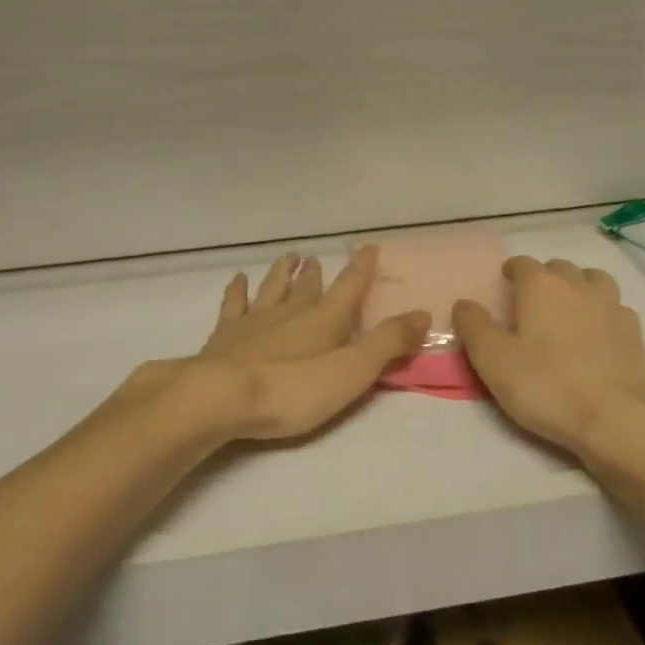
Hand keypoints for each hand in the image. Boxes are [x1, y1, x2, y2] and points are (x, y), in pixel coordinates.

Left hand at [173, 245, 429, 443]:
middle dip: (317, 273)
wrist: (220, 397)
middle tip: (318, 258)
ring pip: (273, 288)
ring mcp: (255, 320)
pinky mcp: (225, 335)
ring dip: (282, 273)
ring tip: (289, 257)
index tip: (368, 247)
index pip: (350, 287)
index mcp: (325, 320)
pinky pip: (234, 304)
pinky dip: (238, 290)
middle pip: (308, 287)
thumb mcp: (352, 372)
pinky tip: (238, 279)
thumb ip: (387, 344)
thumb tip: (424, 314)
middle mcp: (291, 311)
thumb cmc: (292, 389)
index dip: (362, 268)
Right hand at [453, 256, 644, 462]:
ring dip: (578, 285)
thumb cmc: (545, 385)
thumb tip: (464, 304)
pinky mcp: (633, 330)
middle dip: (544, 277)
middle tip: (532, 301)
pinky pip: (614, 307)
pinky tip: (597, 332)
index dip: (511, 270)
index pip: (522, 264)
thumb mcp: (492, 360)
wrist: (613, 418)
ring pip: (593, 279)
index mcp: (541, 286)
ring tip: (568, 307)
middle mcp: (577, 285)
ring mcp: (610, 305)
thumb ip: (474, 326)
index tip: (504, 283)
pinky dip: (602, 311)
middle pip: (558, 267)